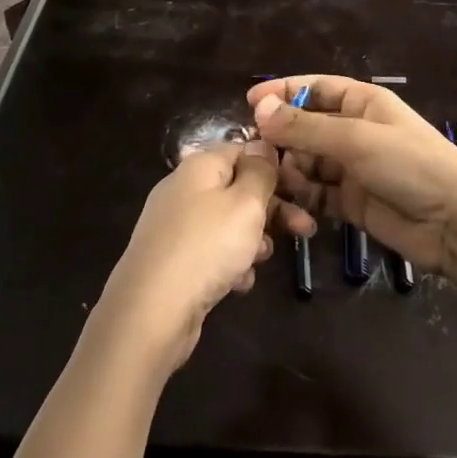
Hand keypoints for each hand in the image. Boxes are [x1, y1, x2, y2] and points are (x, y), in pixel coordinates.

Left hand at [99, 140, 314, 374]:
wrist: (151, 312)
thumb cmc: (206, 247)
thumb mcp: (245, 203)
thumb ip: (260, 171)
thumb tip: (263, 145)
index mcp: (200, 166)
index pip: (243, 150)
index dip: (274, 166)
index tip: (302, 188)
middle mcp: (184, 189)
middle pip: (238, 188)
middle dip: (273, 209)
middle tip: (305, 229)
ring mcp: (176, 226)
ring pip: (228, 223)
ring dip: (253, 239)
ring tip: (264, 258)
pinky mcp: (173, 260)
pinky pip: (212, 252)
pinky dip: (230, 263)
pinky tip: (239, 283)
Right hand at [248, 76, 456, 273]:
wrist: (456, 224)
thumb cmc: (410, 165)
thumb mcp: (356, 140)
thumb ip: (305, 128)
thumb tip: (259, 110)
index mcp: (361, 103)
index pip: (315, 88)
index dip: (283, 92)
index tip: (249, 102)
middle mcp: (354, 131)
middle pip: (305, 127)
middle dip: (281, 137)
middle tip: (254, 152)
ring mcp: (351, 168)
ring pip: (306, 162)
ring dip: (289, 170)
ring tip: (273, 182)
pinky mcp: (350, 202)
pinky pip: (315, 193)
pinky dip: (301, 198)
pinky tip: (290, 206)